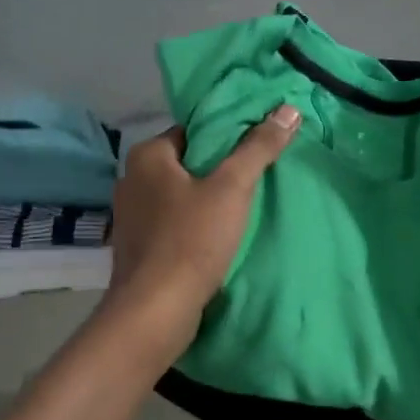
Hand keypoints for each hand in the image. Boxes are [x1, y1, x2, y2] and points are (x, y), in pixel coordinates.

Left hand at [106, 105, 300, 346]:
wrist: (155, 311)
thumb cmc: (192, 240)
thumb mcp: (232, 188)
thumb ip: (259, 148)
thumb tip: (289, 108)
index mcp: (147, 156)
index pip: (193, 131)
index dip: (227, 137)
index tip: (256, 148)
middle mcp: (131, 179)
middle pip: (187, 163)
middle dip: (218, 170)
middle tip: (255, 178)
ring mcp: (130, 216)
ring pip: (178, 195)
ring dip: (206, 200)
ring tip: (242, 208)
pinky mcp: (136, 247)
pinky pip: (171, 223)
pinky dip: (192, 225)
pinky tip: (216, 237)